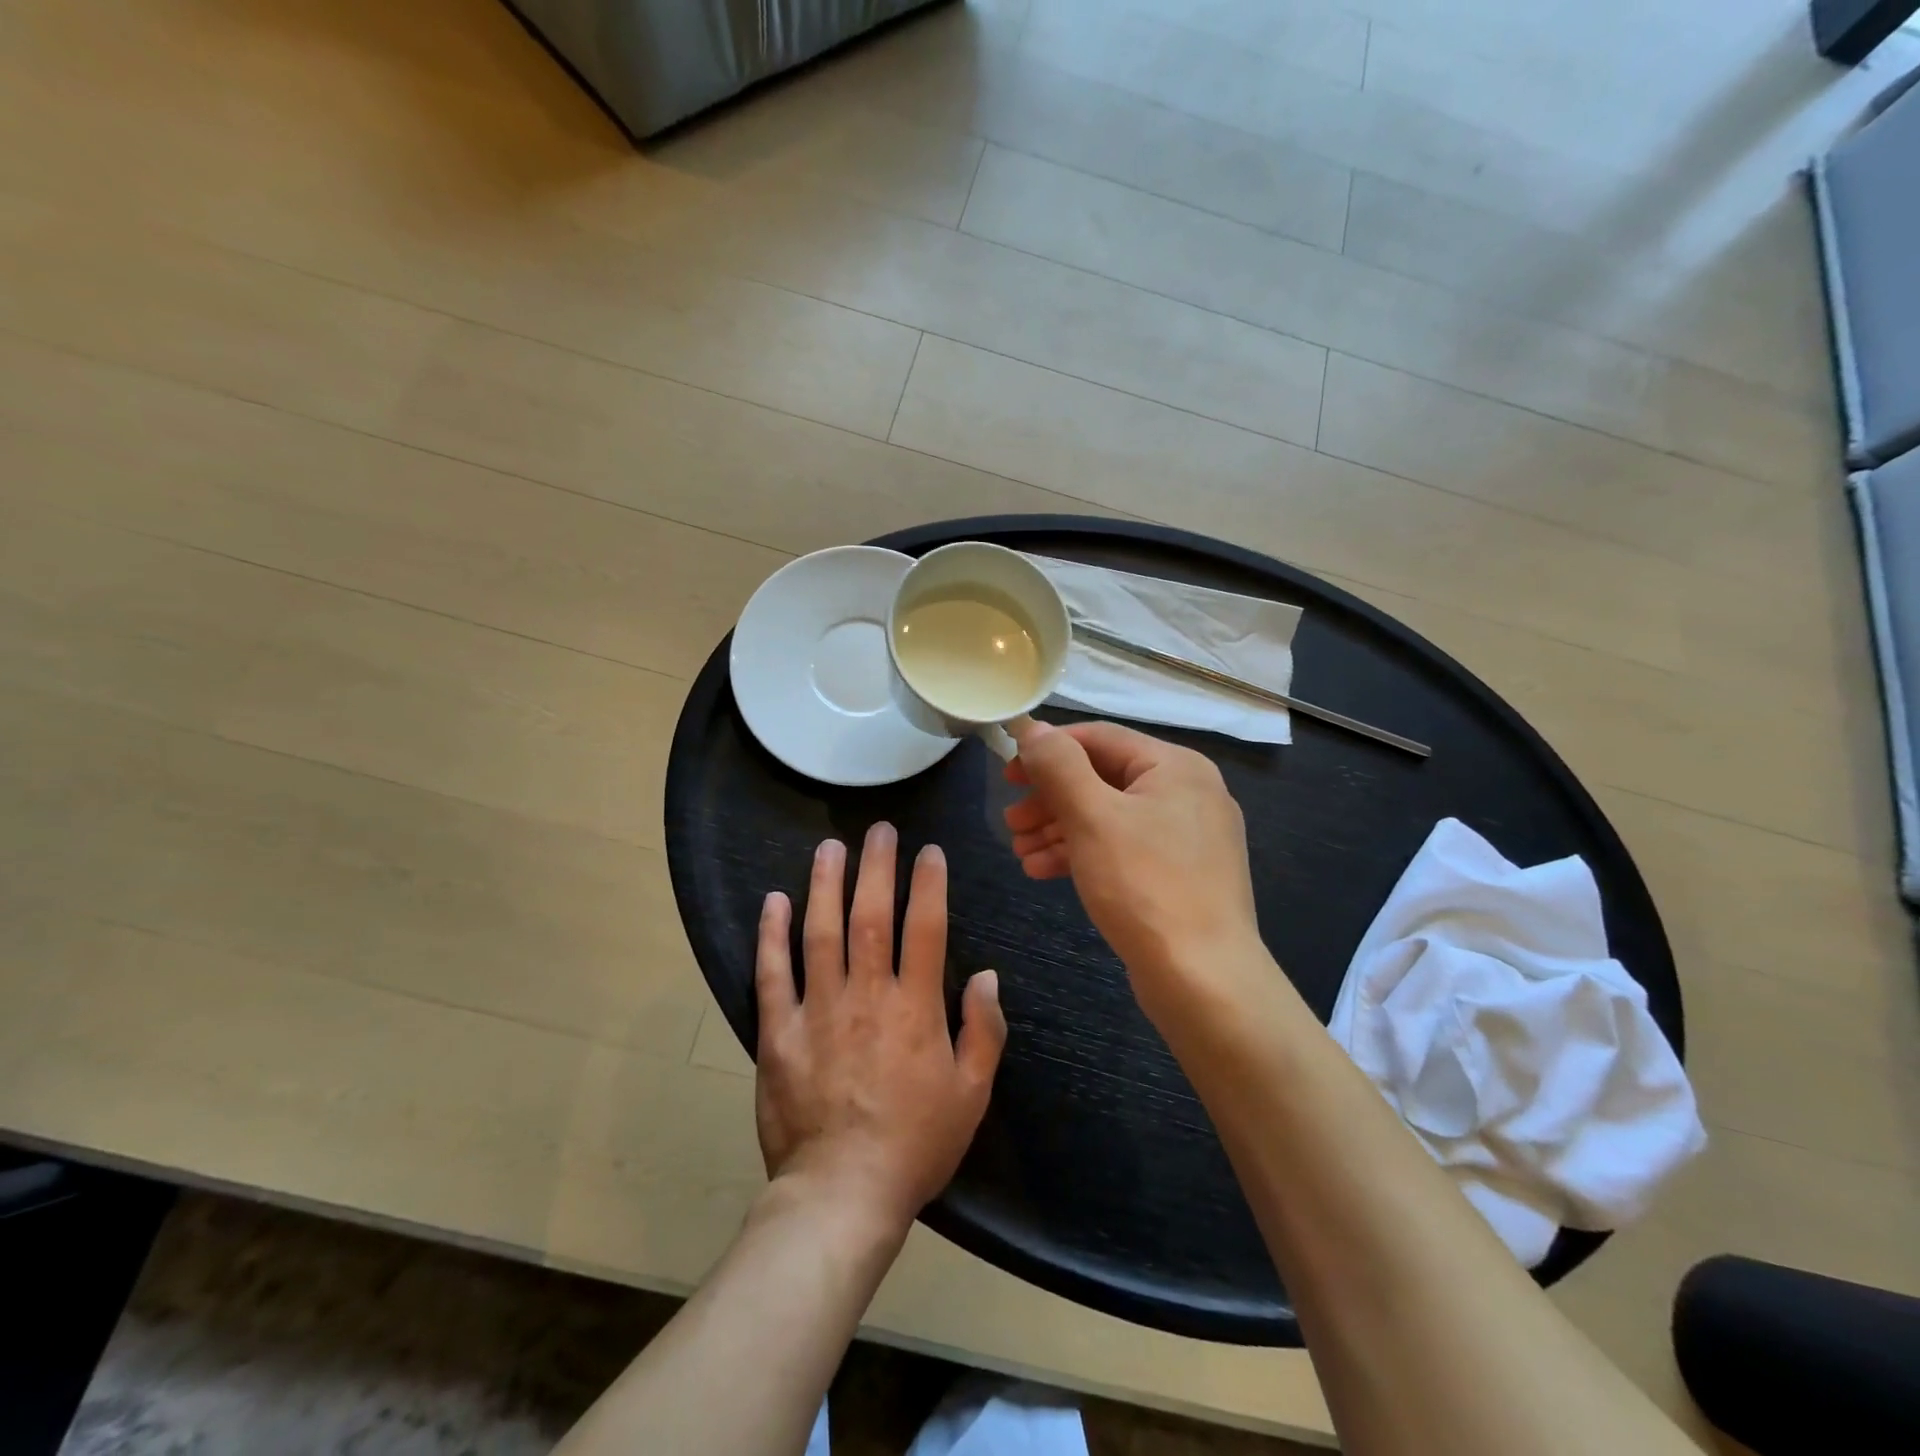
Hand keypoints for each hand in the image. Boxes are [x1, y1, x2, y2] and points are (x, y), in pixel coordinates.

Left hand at [754, 823, 1007, 1234]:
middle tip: (879, 830)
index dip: (928, 884)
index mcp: (915, 1009)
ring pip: (820, 932)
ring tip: (830, 847)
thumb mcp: (971, 1094)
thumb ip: (984, 1030)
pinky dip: (772, 934)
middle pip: (870, 916)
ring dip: (825, 884)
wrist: (842, 1195)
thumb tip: (987, 974)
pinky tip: (774, 901)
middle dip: (876, 867)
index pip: (925, 928)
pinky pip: (772, 974)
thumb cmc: (915, 1145)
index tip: (928, 852)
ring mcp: (817, 1011)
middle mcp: (866, 996)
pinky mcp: (778, 1032)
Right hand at [1005, 720, 1263, 1019]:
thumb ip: (1059, 765)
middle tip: (1011, 821)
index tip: (1008, 774)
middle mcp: (1187, 793)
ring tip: (1019, 851)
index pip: (1100, 738)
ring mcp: (1187, 838)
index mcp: (1176, 766)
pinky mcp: (1179, 875)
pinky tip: (1042, 871)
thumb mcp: (1092, 816)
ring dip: (1059, 829)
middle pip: (1103, 779)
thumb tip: (1032, 729)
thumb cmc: (1144, 886)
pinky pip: (1122, 849)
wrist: (1203, 980)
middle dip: (1051, 799)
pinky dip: (1083, 854)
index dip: (1048, 750)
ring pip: (1109, 817)